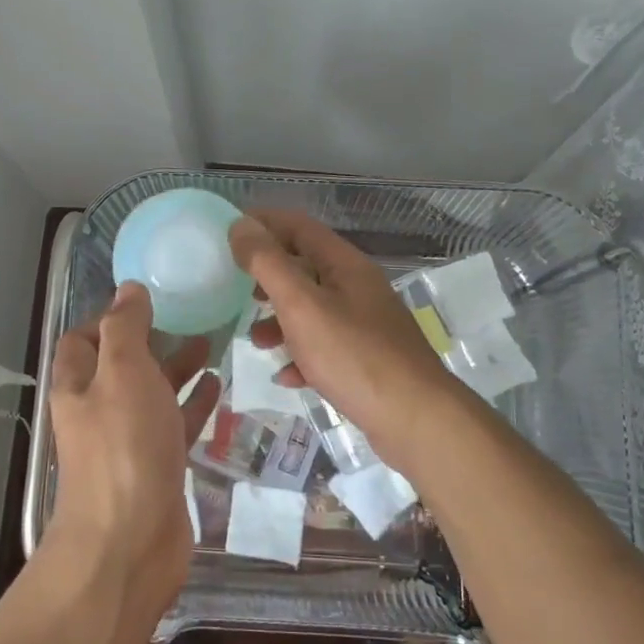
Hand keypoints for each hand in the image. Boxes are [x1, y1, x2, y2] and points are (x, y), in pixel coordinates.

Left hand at [45, 282, 220, 616]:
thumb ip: (125, 328)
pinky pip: (175, 424)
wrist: (130, 541)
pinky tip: (216, 385)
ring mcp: (129, 442)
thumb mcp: (123, 372)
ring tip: (210, 342)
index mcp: (79, 385)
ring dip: (176, 368)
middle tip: (189, 316)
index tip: (148, 300)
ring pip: (152, 394)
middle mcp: (99, 411)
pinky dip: (193, 403)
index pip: (83, 339)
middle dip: (151, 340)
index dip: (109, 317)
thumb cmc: (123, 447)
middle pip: (121, 366)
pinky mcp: (158, 467)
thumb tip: (128, 289)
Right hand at [228, 210, 456, 462]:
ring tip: (258, 342)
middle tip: (238, 290)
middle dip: (268, 277)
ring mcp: (365, 325)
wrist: (415, 419)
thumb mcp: (302, 305)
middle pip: (306, 267)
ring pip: (313, 310)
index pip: (299, 227)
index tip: (228, 235)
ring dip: (281, 321)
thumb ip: (268, 264)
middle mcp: (358, 288)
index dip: (263, 224)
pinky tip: (287, 376)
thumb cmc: (354, 356)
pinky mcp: (367, 360)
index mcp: (346, 265)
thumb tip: (241, 225)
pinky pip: (325, 348)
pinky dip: (301, 356)